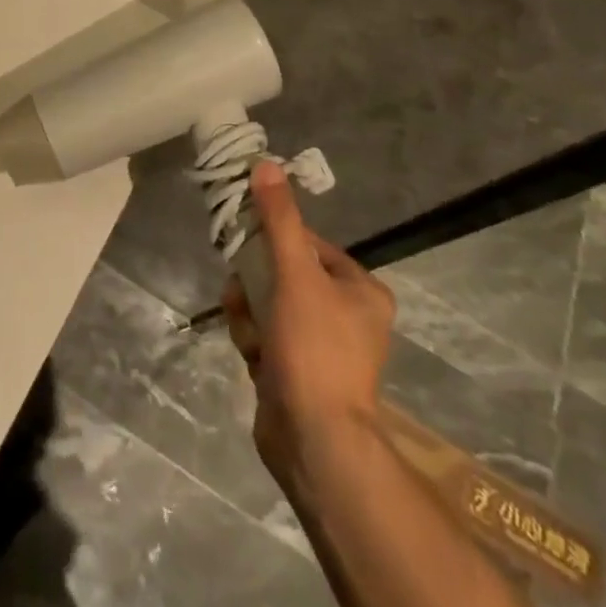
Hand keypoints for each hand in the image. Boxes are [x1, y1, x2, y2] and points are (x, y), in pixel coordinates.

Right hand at [223, 162, 395, 491]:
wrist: (314, 442)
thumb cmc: (314, 348)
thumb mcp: (296, 274)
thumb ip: (279, 219)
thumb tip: (266, 164)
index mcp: (361, 290)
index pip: (309, 244)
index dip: (275, 240)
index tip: (248, 244)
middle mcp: (348, 315)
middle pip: (284, 274)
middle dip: (256, 282)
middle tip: (243, 292)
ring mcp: (322, 347)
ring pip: (269, 304)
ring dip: (250, 312)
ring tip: (250, 332)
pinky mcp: (298, 372)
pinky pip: (267, 336)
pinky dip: (254, 339)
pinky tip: (253, 355)